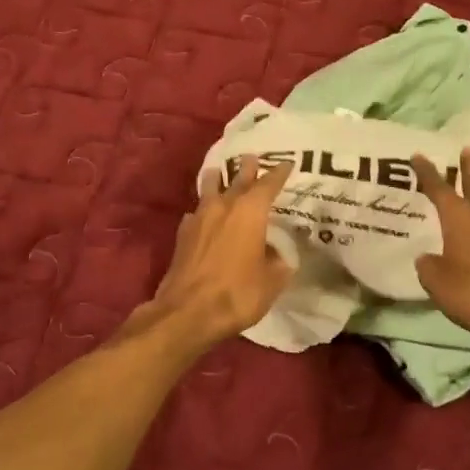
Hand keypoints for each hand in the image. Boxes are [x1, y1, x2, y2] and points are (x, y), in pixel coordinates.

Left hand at [144, 155, 294, 349]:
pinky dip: (202, 209)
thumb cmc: (237, 293)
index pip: (268, 184)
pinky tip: (202, 215)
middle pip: (237, 180)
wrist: (188, 312)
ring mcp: (199, 218)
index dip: (279, 173)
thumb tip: (276, 256)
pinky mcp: (182, 234)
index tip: (287, 164)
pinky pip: (195, 212)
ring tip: (219, 171)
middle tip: (252, 157)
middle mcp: (224, 207)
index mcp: (250, 211)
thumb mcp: (271, 282)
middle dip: (248, 169)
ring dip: (217, 179)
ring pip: (209, 189)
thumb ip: (277, 264)